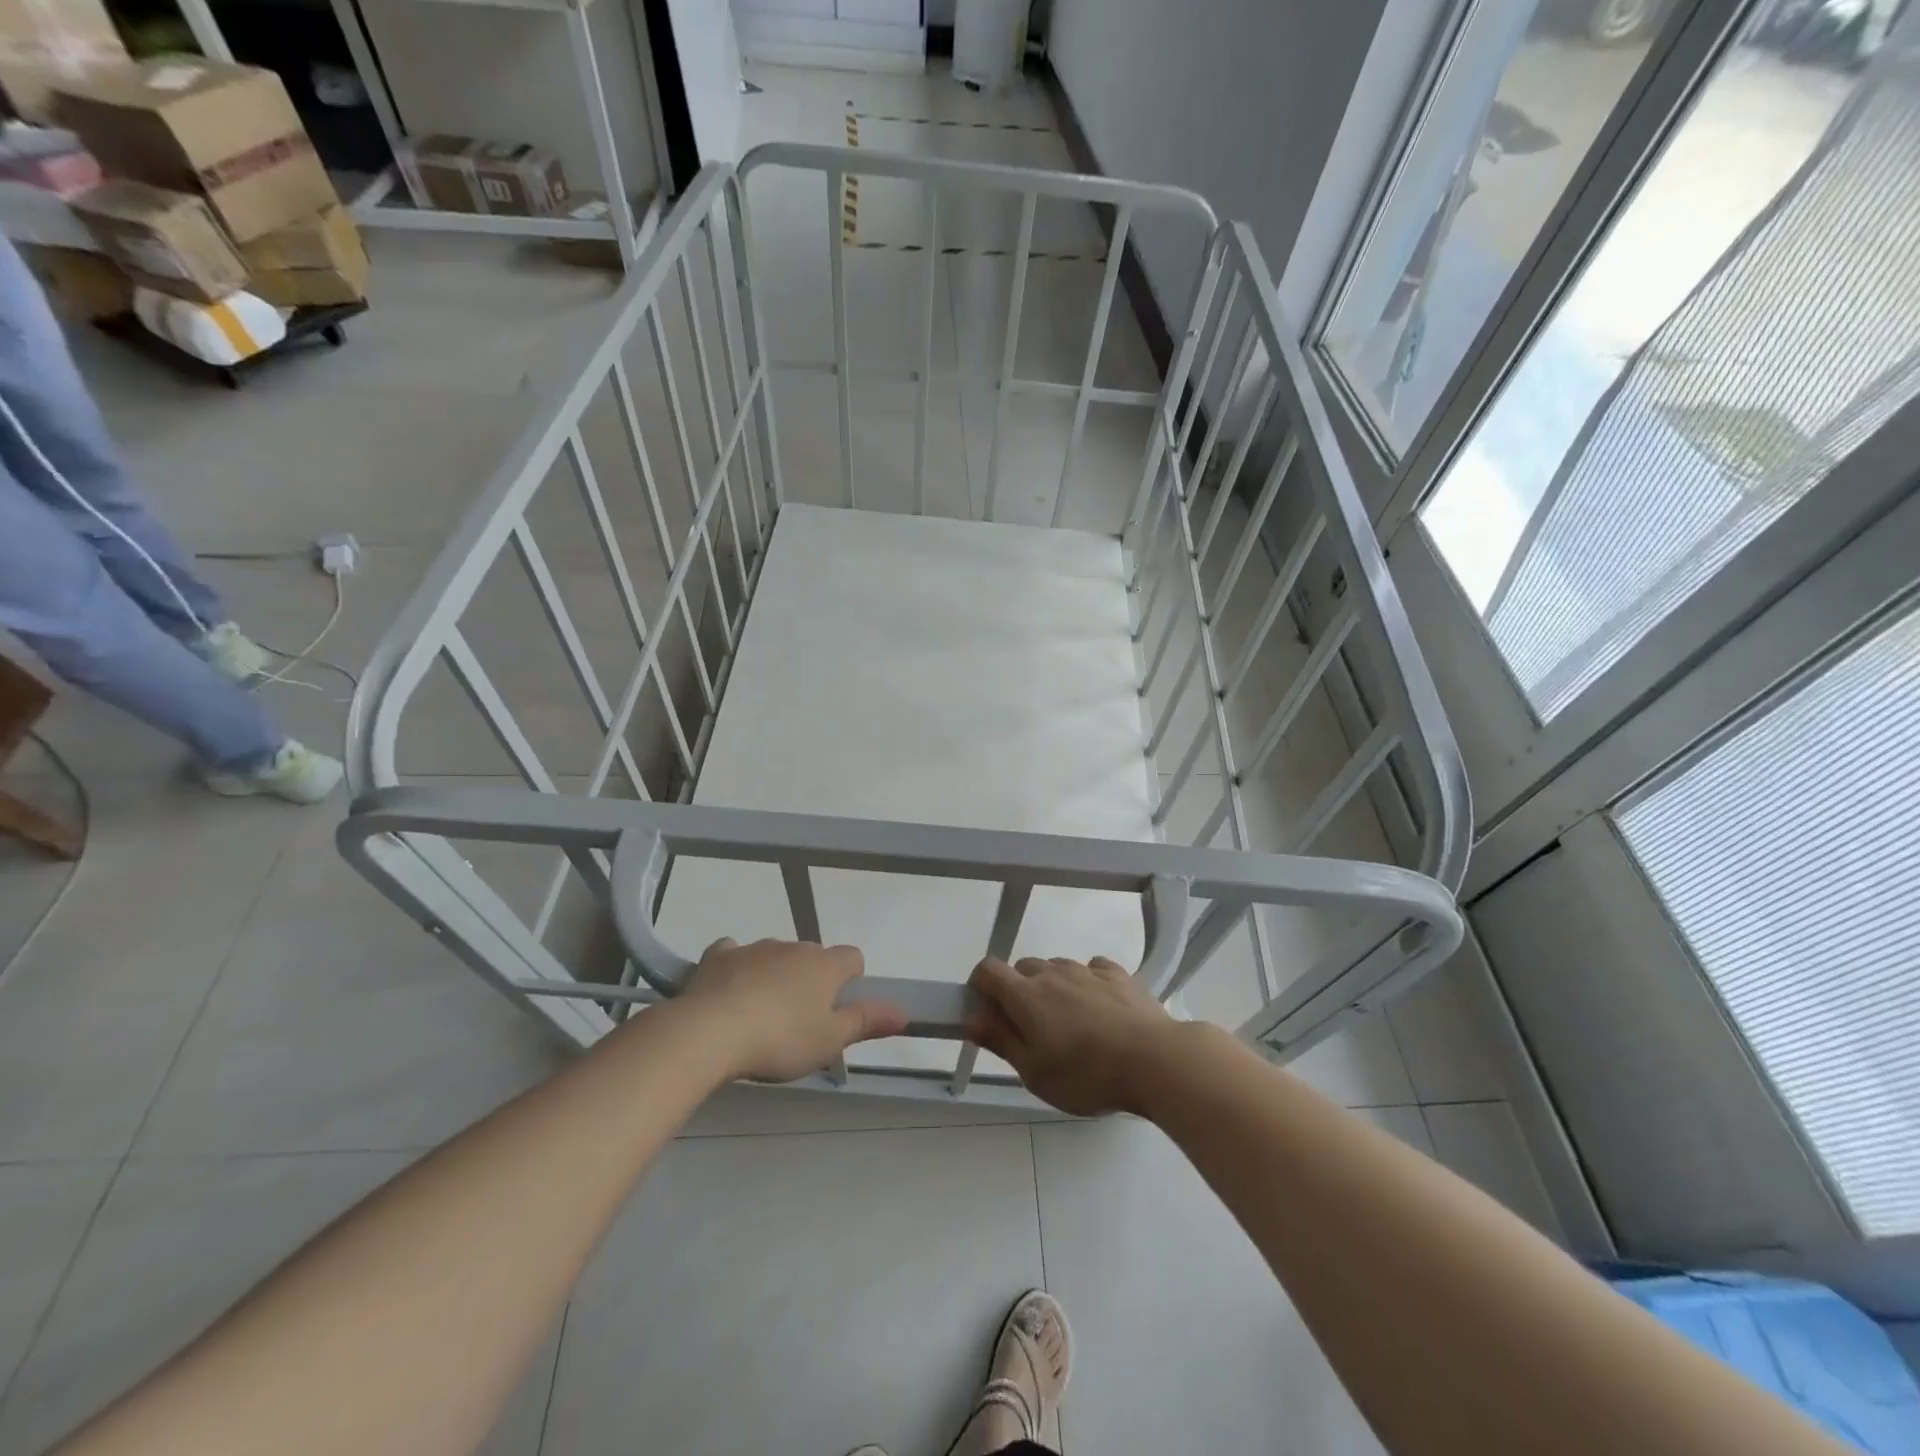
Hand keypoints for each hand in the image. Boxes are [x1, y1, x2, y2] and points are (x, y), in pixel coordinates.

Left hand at [679, 938, 908, 1082]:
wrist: (710, 1031)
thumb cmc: (780, 1039)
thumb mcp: (829, 1040)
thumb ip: (866, 1022)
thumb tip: (904, 1012)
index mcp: (825, 965)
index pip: (852, 957)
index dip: (850, 980)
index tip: (837, 1008)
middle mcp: (794, 947)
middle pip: (812, 956)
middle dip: (810, 979)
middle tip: (798, 1020)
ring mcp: (756, 948)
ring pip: (776, 955)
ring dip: (775, 974)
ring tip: (761, 1013)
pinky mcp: (720, 955)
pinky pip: (734, 953)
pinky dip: (736, 966)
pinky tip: (729, 989)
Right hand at [965, 956, 1179, 1115]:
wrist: (1155, 1060)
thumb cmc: (1087, 1075)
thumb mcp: (1034, 1072)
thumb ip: (1000, 1040)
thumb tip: (970, 1018)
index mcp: (1025, 995)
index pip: (988, 970)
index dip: (981, 986)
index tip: (988, 1013)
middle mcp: (1053, 972)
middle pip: (1022, 968)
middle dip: (1018, 991)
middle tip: (1031, 1029)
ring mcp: (1087, 969)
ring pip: (1057, 968)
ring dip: (1053, 987)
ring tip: (1070, 1024)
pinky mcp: (1117, 974)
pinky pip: (1091, 969)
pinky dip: (1086, 983)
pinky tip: (1099, 1009)